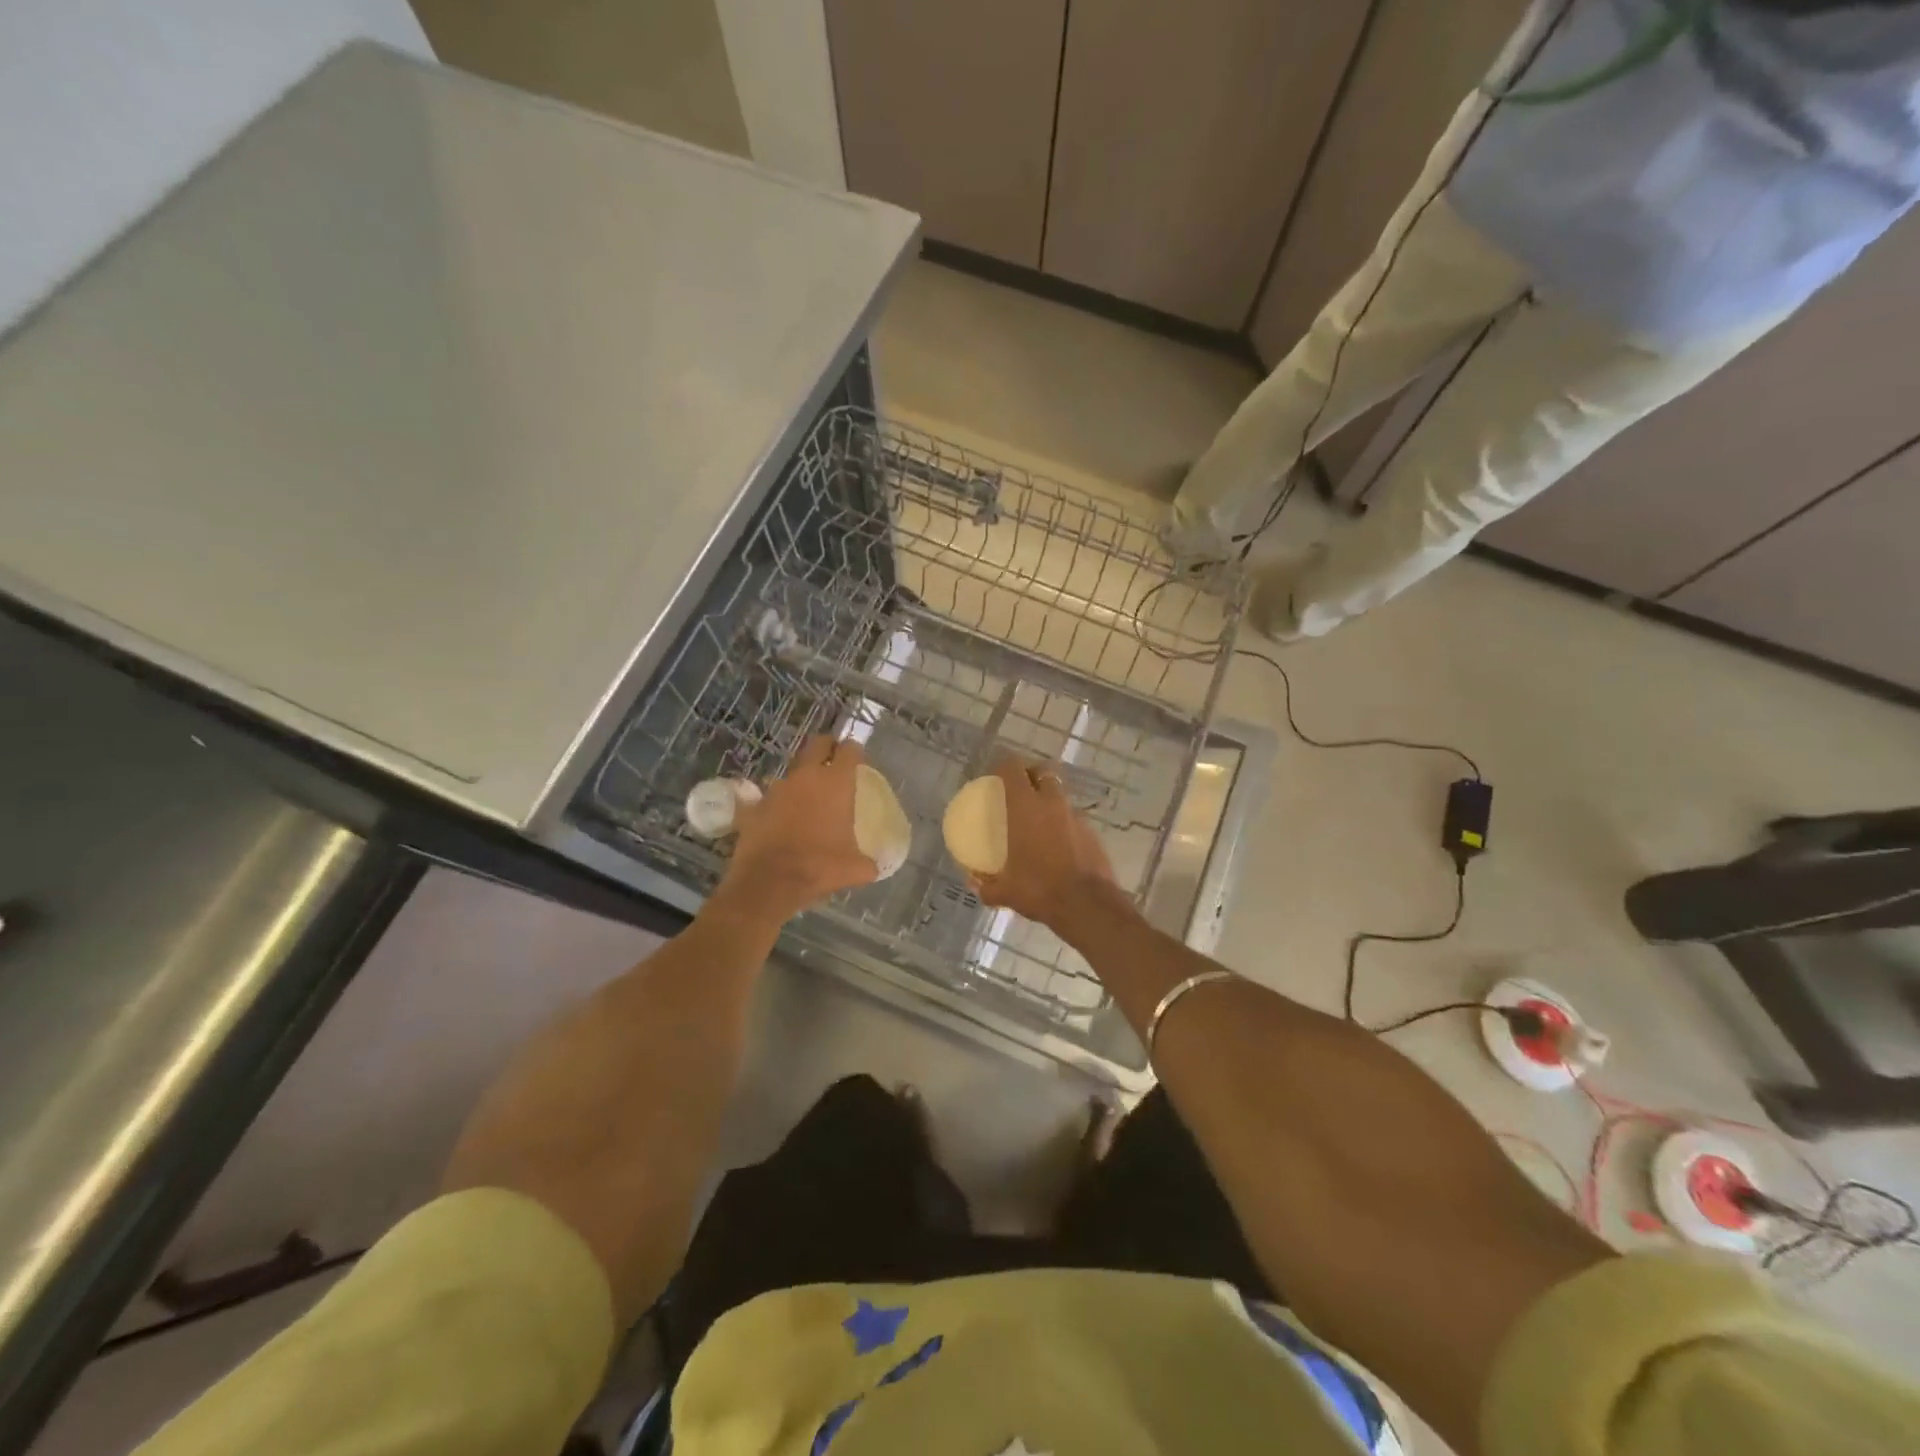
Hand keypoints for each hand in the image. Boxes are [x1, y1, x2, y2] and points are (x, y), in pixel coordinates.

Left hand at [718, 736, 878, 925]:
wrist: (769, 882)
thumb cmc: (819, 867)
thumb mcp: (855, 868)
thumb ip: (868, 861)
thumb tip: (874, 866)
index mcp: (836, 783)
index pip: (849, 749)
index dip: (854, 751)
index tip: (858, 760)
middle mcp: (806, 776)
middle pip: (818, 744)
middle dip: (827, 748)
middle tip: (834, 761)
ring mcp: (777, 788)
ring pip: (794, 771)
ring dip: (802, 779)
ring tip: (808, 798)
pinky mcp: (755, 805)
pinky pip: (771, 797)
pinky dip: (780, 804)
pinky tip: (783, 820)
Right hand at [970, 755, 1123, 930]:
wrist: (1087, 905)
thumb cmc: (1040, 889)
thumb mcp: (1006, 892)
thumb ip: (987, 886)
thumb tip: (973, 883)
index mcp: (1025, 807)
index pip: (1012, 769)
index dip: (1003, 767)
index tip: (995, 777)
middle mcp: (1052, 803)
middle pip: (1042, 771)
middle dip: (1031, 774)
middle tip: (1020, 790)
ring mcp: (1075, 816)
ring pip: (1060, 795)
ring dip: (1049, 799)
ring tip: (1038, 820)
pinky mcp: (1092, 832)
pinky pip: (1073, 818)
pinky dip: (1063, 823)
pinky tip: (1057, 844)